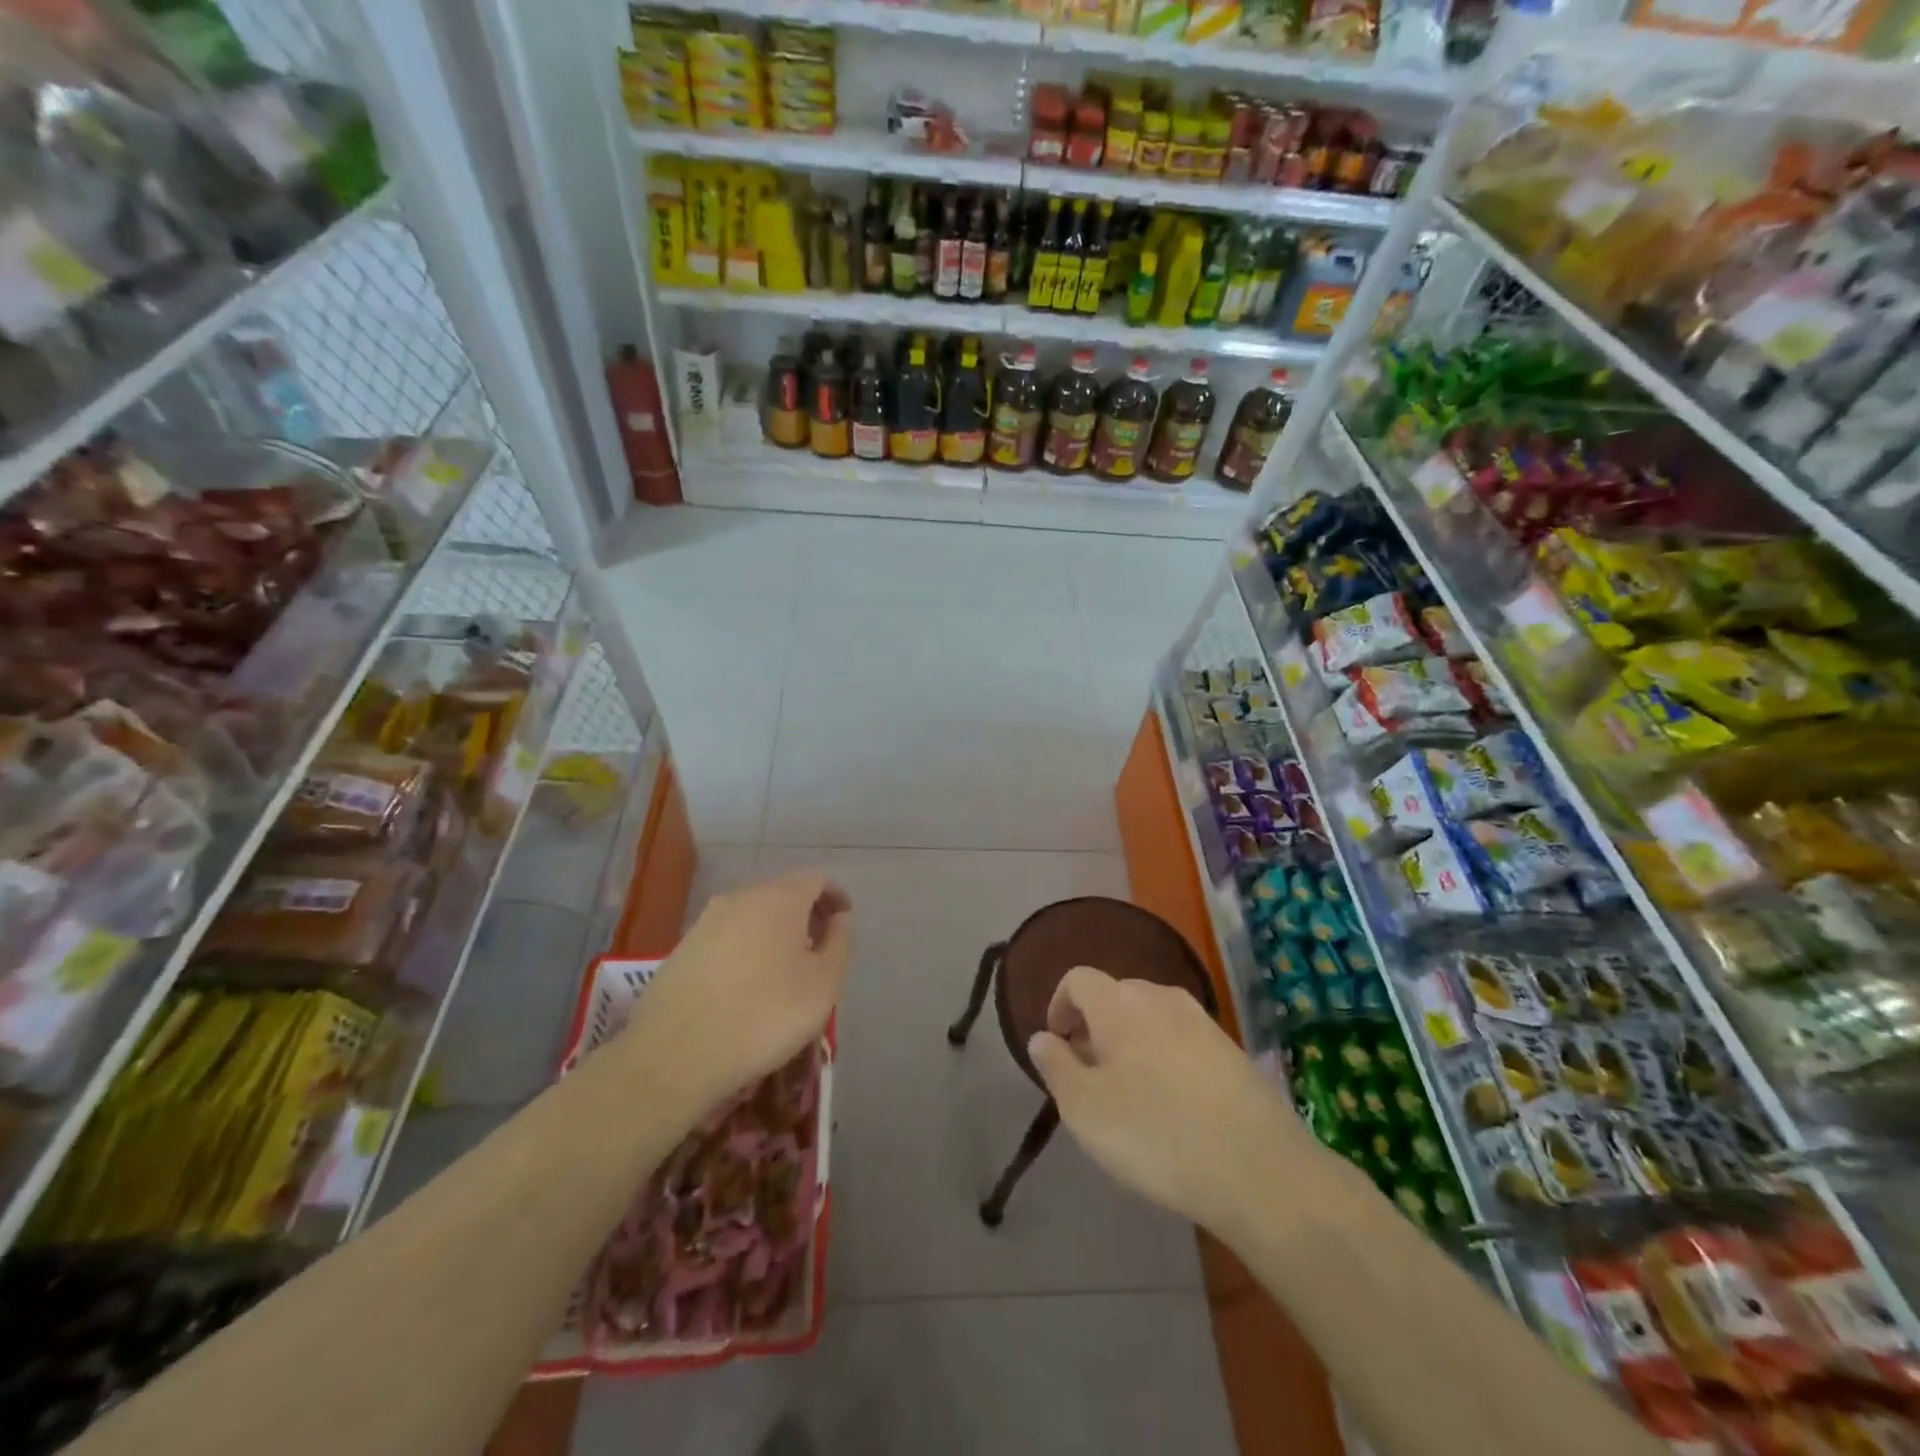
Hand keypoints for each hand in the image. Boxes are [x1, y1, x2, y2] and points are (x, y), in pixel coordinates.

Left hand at [620, 873, 851, 1113]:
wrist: (675, 1055)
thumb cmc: (765, 1016)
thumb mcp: (823, 985)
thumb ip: (839, 944)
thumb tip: (839, 919)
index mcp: (780, 899)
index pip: (816, 880)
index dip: (835, 897)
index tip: (844, 922)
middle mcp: (741, 898)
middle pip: (783, 895)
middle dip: (805, 915)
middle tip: (819, 949)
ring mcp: (706, 921)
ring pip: (753, 915)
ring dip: (774, 933)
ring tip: (785, 971)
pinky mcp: (682, 947)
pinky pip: (727, 936)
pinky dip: (747, 949)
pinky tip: (747, 985)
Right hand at [1027, 966, 1320, 1239]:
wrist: (1260, 1170)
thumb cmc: (1156, 1134)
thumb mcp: (1084, 1109)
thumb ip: (1055, 1066)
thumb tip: (1042, 1038)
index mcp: (1119, 1004)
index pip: (1077, 979)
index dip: (1059, 1005)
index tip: (1057, 1044)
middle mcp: (1160, 998)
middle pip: (1116, 995)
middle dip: (1095, 1025)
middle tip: (1089, 1073)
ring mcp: (1202, 1021)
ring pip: (1152, 1017)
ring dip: (1131, 1041)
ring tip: (1130, 1091)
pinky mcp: (1232, 1050)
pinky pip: (1183, 1039)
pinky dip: (1165, 1057)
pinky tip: (1173, 1104)